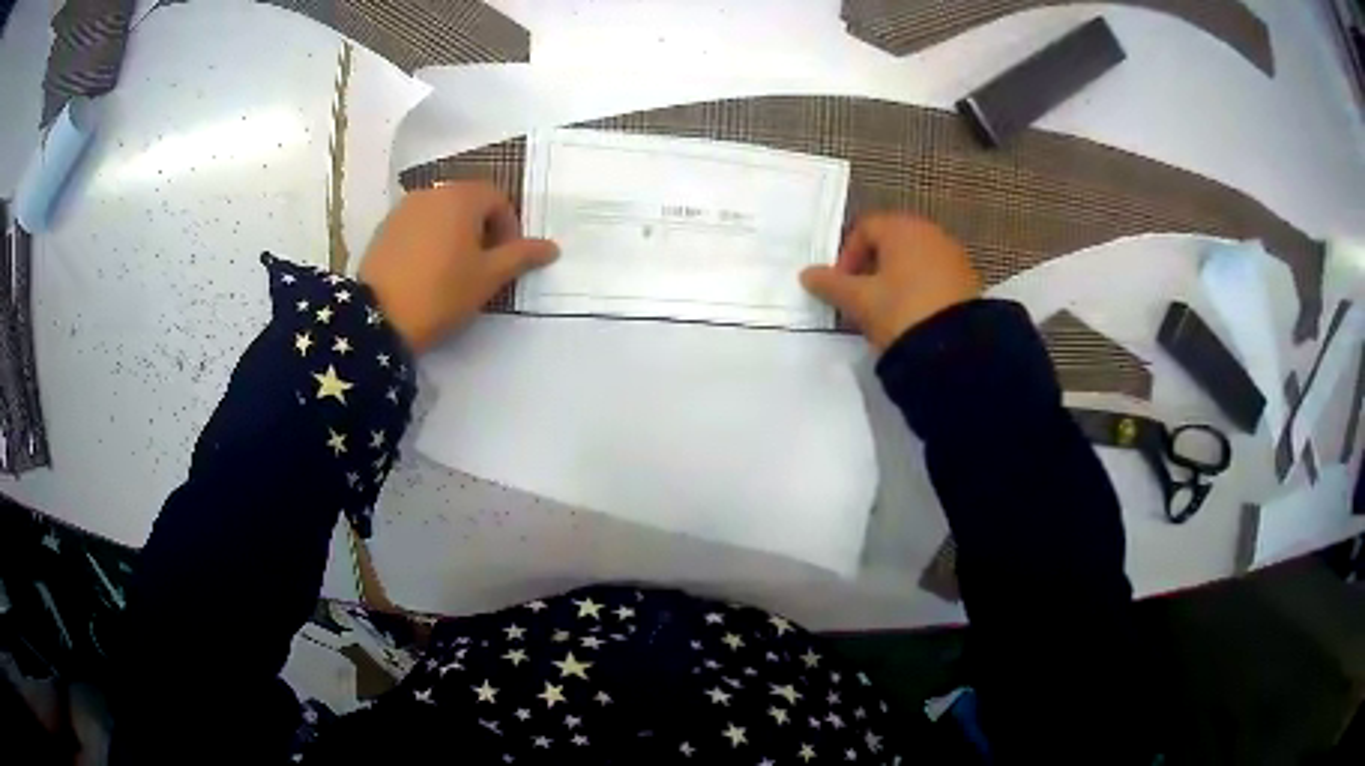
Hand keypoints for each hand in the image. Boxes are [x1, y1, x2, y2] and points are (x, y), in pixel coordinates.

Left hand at [358, 183, 557, 353]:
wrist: (377, 319)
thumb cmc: (441, 293)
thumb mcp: (489, 278)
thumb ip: (521, 256)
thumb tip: (551, 247)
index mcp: (461, 197)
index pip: (497, 199)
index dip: (509, 227)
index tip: (506, 260)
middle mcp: (432, 192)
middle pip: (468, 202)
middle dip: (482, 229)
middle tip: (483, 266)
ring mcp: (404, 208)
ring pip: (441, 213)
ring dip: (455, 233)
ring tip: (453, 270)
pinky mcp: (384, 228)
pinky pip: (418, 225)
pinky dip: (429, 239)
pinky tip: (426, 271)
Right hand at [801, 214, 979, 350]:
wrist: (957, 349)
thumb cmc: (901, 312)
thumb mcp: (859, 301)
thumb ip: (831, 285)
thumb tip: (807, 274)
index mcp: (901, 228)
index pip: (864, 229)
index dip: (846, 256)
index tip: (842, 288)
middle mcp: (930, 232)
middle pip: (891, 242)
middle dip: (871, 269)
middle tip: (861, 300)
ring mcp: (953, 255)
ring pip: (914, 260)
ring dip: (895, 280)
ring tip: (886, 312)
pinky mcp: (968, 279)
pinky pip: (934, 276)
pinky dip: (919, 289)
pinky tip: (913, 317)